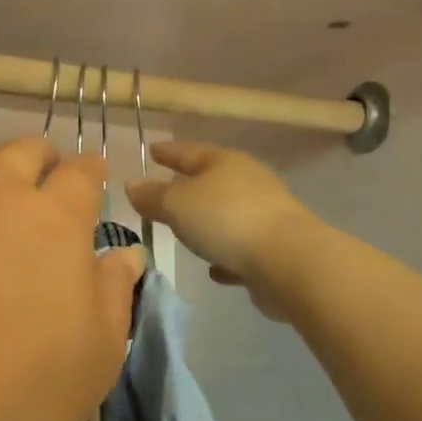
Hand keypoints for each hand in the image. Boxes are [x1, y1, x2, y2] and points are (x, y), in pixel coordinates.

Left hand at [0, 139, 144, 420]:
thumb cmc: (21, 392)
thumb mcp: (98, 355)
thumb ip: (115, 292)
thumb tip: (126, 254)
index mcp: (53, 220)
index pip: (81, 175)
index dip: (92, 171)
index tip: (96, 176)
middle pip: (21, 152)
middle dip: (41, 156)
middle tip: (47, 172)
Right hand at [126, 143, 314, 318]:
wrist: (288, 261)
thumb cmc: (225, 220)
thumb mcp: (176, 205)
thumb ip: (153, 197)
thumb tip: (133, 185)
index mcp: (223, 162)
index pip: (188, 151)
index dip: (168, 152)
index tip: (151, 151)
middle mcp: (247, 181)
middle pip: (212, 180)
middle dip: (189, 187)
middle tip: (165, 192)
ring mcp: (265, 215)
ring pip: (227, 214)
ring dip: (209, 223)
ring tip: (186, 233)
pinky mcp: (274, 248)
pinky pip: (241, 247)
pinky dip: (226, 254)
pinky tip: (215, 269)